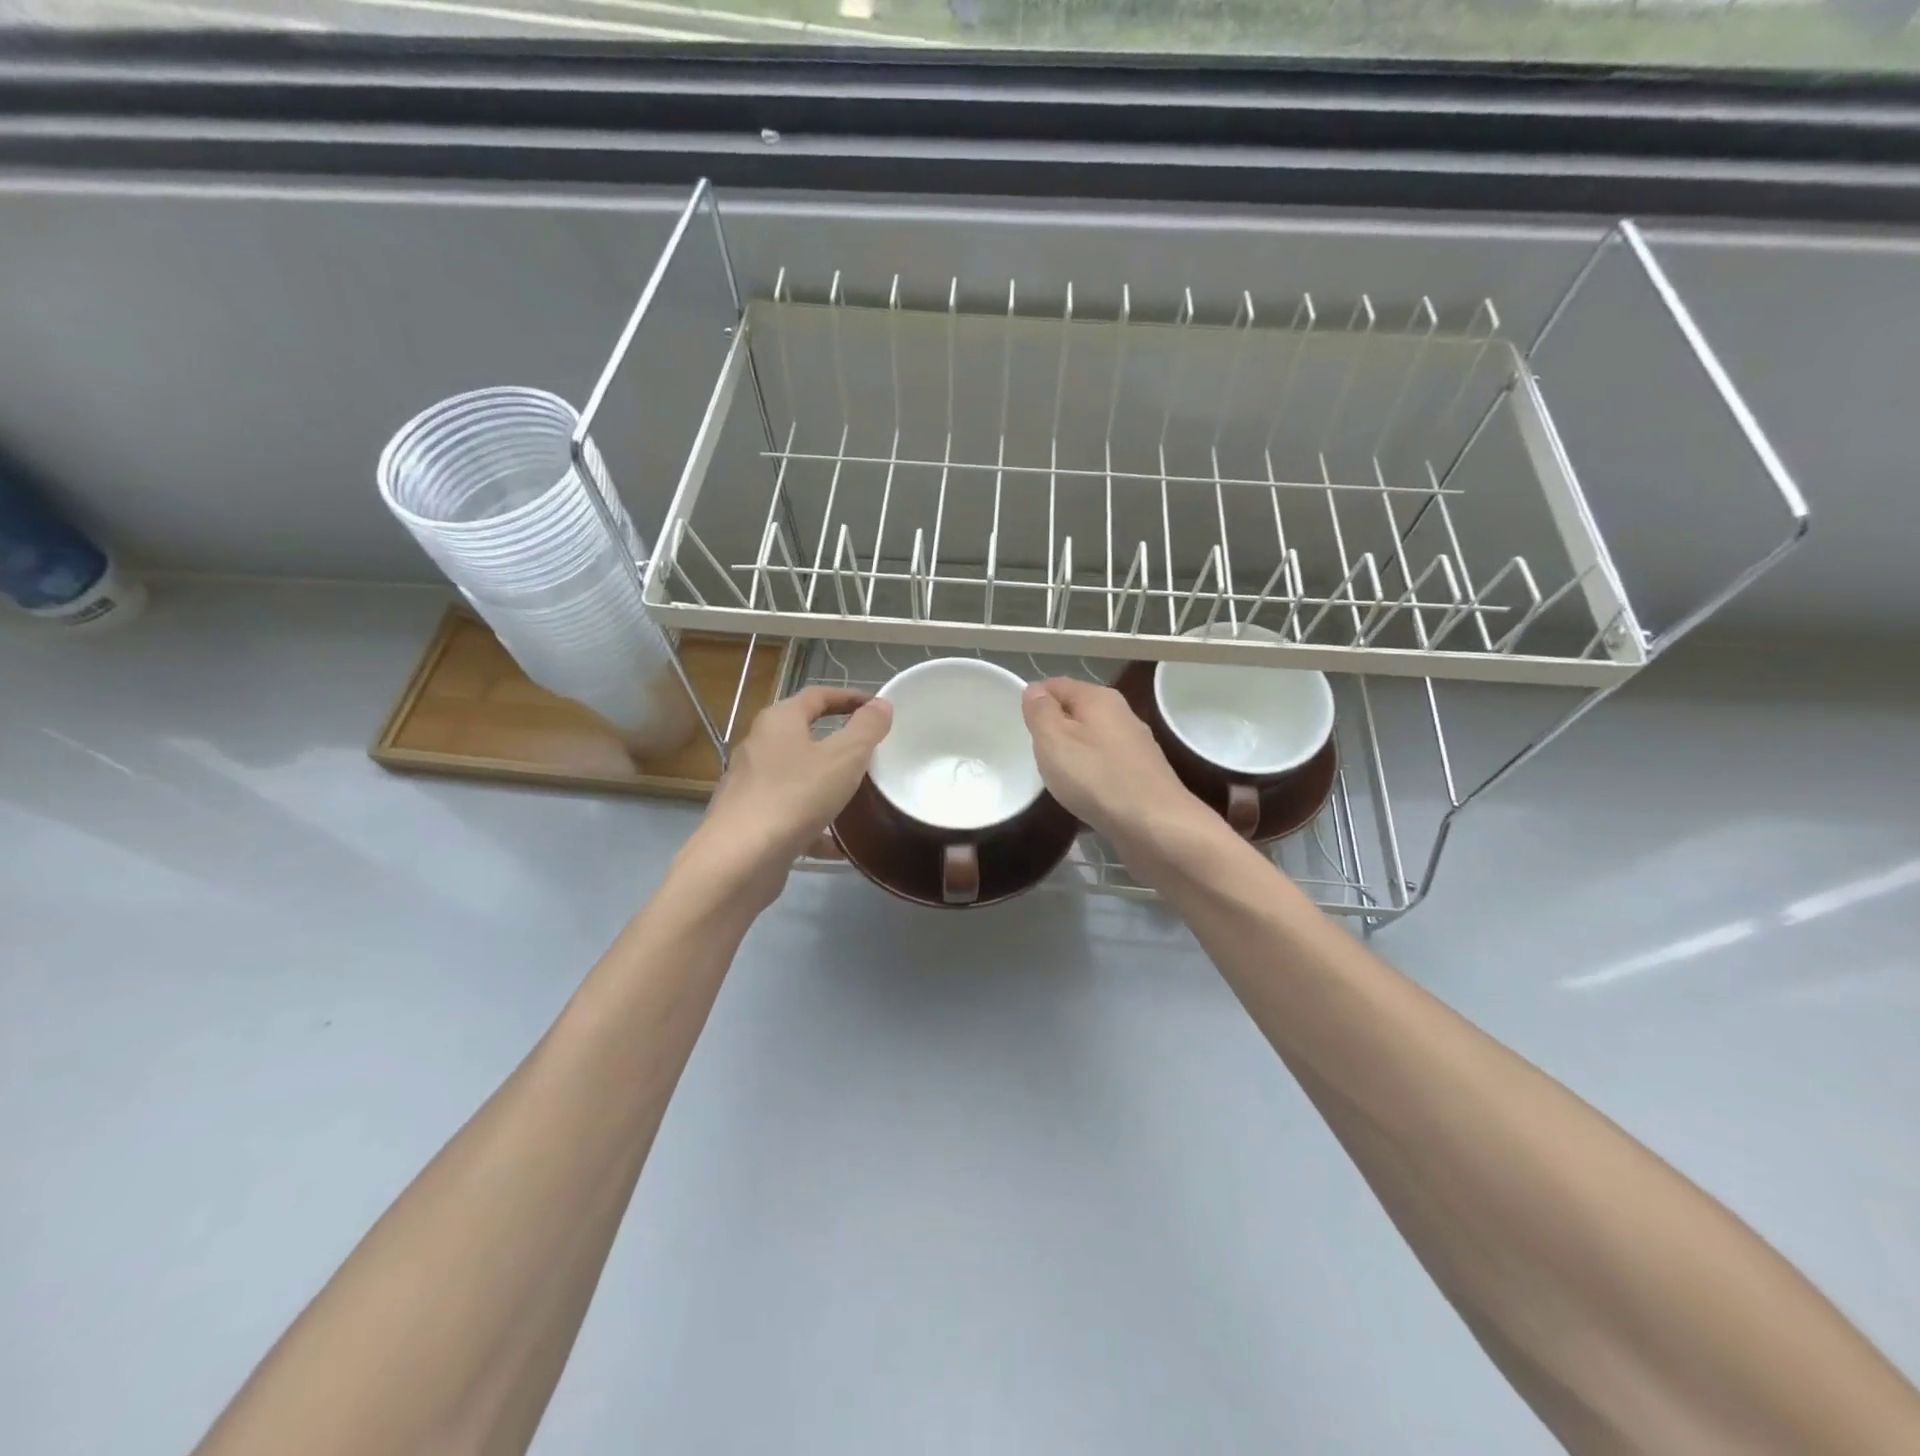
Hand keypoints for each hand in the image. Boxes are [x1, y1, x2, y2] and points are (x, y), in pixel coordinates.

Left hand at [681, 686, 892, 909]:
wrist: (739, 859)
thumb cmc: (795, 796)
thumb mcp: (844, 757)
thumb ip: (866, 729)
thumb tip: (881, 705)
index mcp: (779, 721)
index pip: (817, 695)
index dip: (850, 697)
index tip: (879, 708)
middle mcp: (760, 746)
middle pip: (805, 734)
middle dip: (840, 742)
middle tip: (873, 752)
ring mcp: (752, 784)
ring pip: (799, 776)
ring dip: (829, 783)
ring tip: (861, 796)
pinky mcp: (751, 819)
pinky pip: (792, 812)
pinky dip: (816, 823)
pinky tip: (839, 844)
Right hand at [1020, 678, 1216, 865]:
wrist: (1155, 825)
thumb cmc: (1096, 778)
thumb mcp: (1054, 740)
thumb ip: (1041, 712)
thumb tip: (1034, 690)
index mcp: (1099, 698)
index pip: (1056, 684)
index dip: (1034, 699)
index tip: (1016, 725)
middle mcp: (1121, 714)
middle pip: (1076, 712)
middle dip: (1053, 729)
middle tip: (1031, 754)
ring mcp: (1135, 746)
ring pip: (1091, 741)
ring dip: (1072, 755)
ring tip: (1053, 777)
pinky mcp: (1142, 775)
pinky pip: (1105, 767)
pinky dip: (1090, 776)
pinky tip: (1081, 796)